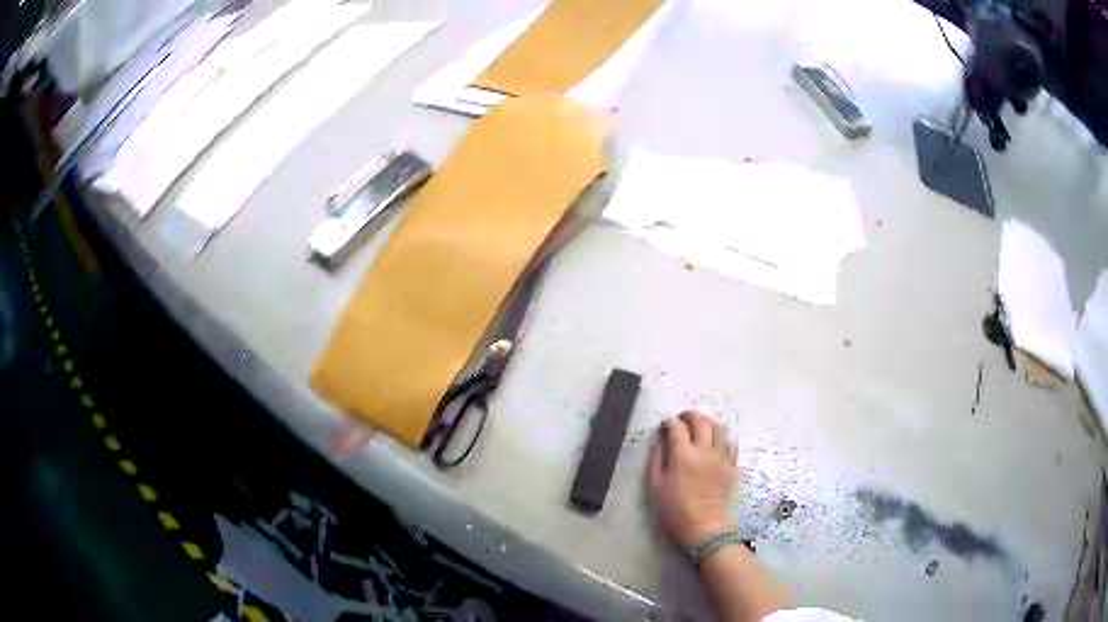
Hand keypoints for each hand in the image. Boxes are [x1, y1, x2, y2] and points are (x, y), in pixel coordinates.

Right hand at [649, 411, 737, 549]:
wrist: (705, 528)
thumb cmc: (676, 511)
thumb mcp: (656, 487)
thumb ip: (658, 461)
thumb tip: (662, 443)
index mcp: (684, 456)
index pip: (677, 428)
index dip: (670, 422)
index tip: (665, 425)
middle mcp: (705, 451)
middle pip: (701, 422)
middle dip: (690, 416)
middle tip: (682, 419)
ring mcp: (722, 457)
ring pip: (719, 428)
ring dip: (708, 423)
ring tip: (700, 427)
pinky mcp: (732, 466)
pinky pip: (731, 442)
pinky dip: (722, 436)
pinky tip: (716, 441)